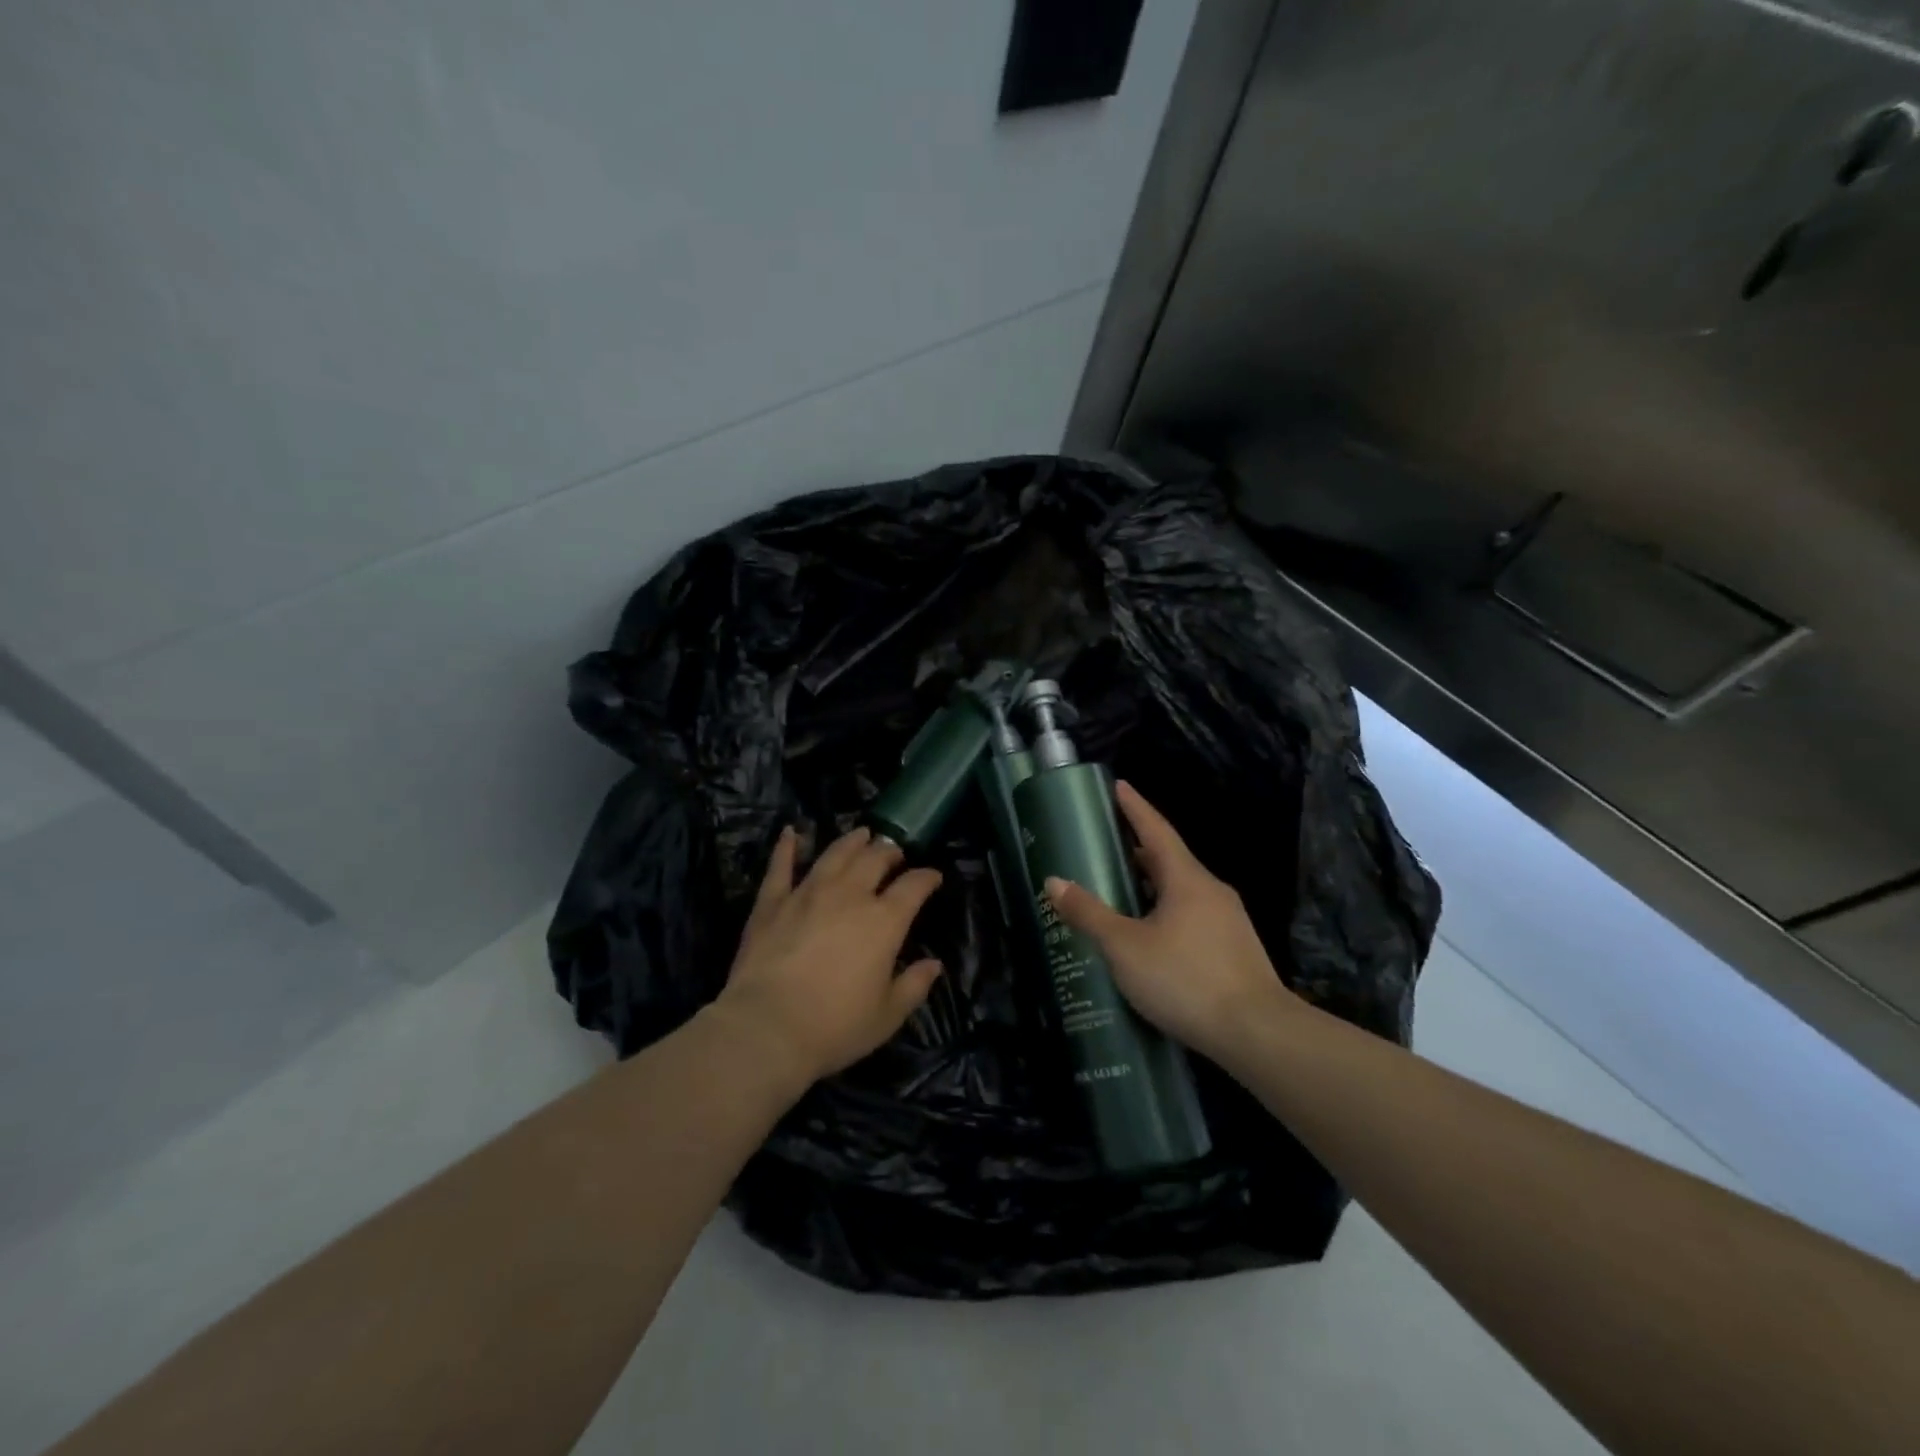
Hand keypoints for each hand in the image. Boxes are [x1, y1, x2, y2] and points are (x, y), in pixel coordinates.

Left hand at [711, 825, 943, 1087]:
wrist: (767, 1028)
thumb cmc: (835, 1027)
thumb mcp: (887, 1015)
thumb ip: (914, 986)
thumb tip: (934, 965)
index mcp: (884, 921)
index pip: (914, 886)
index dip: (927, 877)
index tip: (933, 877)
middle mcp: (849, 895)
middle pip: (875, 859)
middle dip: (890, 852)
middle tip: (895, 853)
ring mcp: (808, 893)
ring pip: (834, 854)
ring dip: (852, 841)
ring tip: (862, 834)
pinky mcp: (772, 902)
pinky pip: (781, 866)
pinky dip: (786, 847)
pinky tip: (790, 833)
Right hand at [1044, 781, 1293, 1061]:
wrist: (1257, 1033)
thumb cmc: (1185, 979)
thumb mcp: (1125, 946)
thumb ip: (1089, 913)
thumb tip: (1054, 882)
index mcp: (1187, 879)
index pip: (1156, 830)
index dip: (1135, 807)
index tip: (1119, 785)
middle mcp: (1211, 891)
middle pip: (1170, 860)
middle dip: (1139, 849)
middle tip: (1108, 844)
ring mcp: (1227, 921)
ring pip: (1182, 892)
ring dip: (1152, 885)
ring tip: (1122, 890)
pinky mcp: (1234, 950)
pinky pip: (1192, 917)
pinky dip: (1166, 913)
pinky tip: (1151, 936)